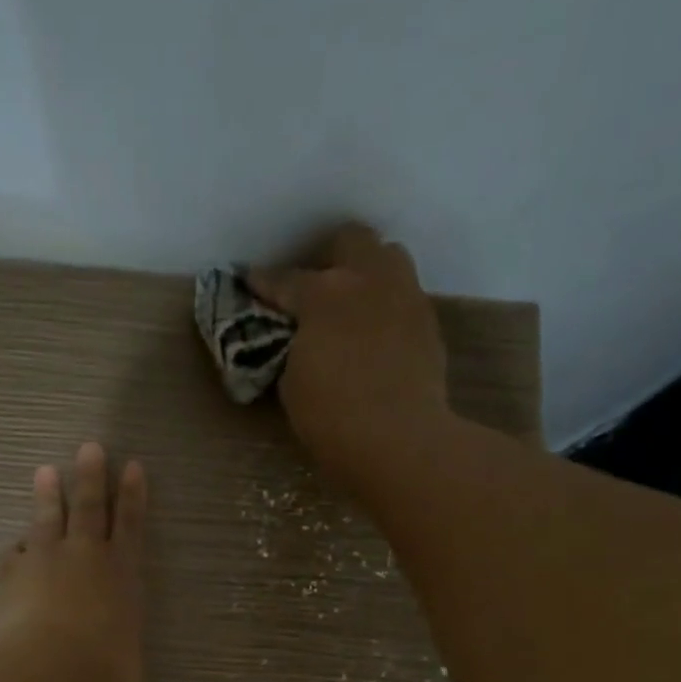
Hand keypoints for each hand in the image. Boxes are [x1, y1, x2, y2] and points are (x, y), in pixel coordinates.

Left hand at [0, 442, 147, 681]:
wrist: (53, 674)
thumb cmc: (106, 672)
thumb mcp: (124, 652)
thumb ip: (114, 631)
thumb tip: (104, 633)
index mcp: (122, 574)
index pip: (130, 525)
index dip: (132, 495)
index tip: (133, 466)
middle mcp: (84, 557)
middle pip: (88, 507)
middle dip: (91, 476)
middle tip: (90, 448)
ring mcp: (42, 562)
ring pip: (46, 521)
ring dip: (47, 496)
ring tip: (45, 472)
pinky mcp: (8, 578)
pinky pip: (14, 557)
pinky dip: (18, 551)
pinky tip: (16, 550)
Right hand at [247, 223, 449, 488]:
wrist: (397, 439)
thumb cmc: (331, 417)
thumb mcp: (293, 382)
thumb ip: (295, 348)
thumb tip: (301, 342)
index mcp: (323, 293)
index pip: (285, 279)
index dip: (263, 283)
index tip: (251, 283)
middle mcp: (368, 280)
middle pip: (350, 241)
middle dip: (329, 258)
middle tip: (314, 287)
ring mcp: (405, 297)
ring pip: (388, 258)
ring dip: (367, 272)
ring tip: (353, 304)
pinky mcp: (429, 323)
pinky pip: (405, 298)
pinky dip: (387, 308)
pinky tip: (376, 336)